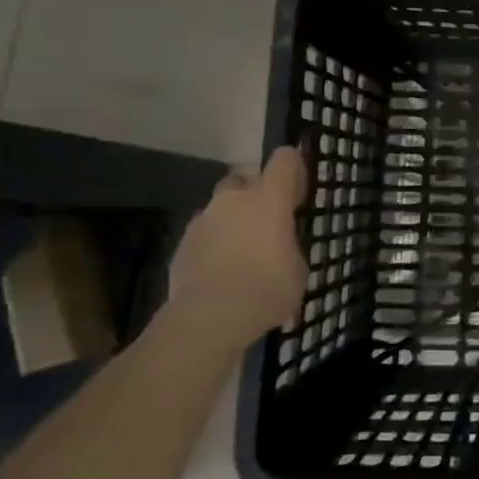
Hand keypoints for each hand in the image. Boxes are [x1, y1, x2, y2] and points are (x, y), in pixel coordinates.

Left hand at [163, 147, 308, 356]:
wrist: (209, 319)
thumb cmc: (267, 288)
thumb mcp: (298, 267)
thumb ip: (289, 246)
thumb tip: (281, 245)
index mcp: (268, 198)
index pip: (284, 159)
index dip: (293, 168)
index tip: (298, 191)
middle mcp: (233, 200)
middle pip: (243, 179)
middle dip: (253, 195)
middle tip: (266, 224)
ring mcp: (202, 221)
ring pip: (219, 210)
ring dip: (231, 223)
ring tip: (241, 255)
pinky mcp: (180, 247)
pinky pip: (203, 237)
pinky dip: (212, 248)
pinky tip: (220, 275)